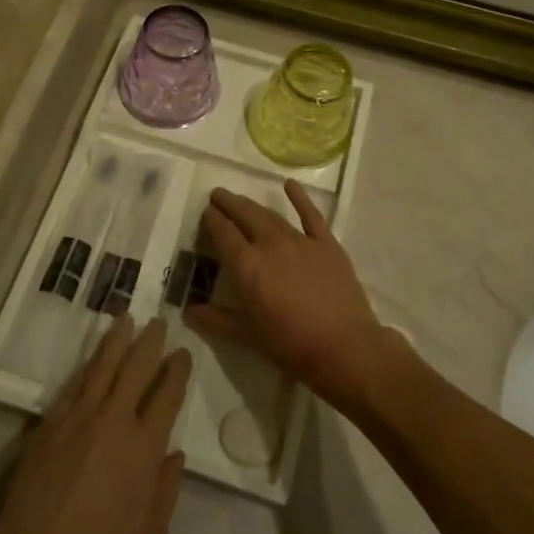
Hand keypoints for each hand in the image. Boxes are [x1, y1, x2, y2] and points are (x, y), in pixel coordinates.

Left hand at [0, 319, 190, 533]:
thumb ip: (166, 488)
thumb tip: (174, 453)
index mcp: (144, 446)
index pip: (167, 395)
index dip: (177, 371)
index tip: (182, 353)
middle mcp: (114, 420)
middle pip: (136, 368)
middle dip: (150, 342)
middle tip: (159, 321)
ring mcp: (78, 418)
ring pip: (102, 367)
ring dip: (117, 340)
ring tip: (126, 318)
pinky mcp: (49, 424)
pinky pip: (73, 386)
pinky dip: (87, 367)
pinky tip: (93, 358)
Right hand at [188, 181, 387, 410]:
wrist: (345, 348)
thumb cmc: (291, 345)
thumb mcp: (248, 336)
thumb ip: (216, 320)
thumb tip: (188, 312)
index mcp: (247, 266)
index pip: (223, 233)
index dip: (212, 220)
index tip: (206, 213)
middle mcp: (270, 245)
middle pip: (244, 215)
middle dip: (228, 203)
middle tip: (217, 196)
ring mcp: (300, 241)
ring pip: (270, 215)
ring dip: (252, 205)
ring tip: (241, 199)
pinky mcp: (326, 244)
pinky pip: (311, 215)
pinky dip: (299, 198)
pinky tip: (290, 185)